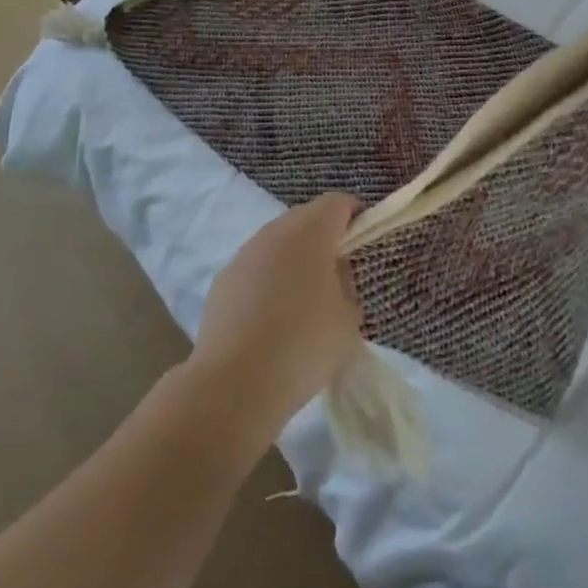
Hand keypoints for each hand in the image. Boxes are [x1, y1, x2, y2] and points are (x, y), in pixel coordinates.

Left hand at [190, 193, 363, 434]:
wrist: (233, 384)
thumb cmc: (303, 344)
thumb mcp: (348, 319)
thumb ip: (347, 287)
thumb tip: (335, 277)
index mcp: (310, 231)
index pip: (337, 203)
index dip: (355, 215)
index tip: (365, 240)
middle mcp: (275, 232)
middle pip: (305, 218)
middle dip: (324, 236)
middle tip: (338, 271)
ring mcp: (244, 254)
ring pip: (277, 242)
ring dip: (294, 258)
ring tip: (304, 297)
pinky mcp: (222, 281)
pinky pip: (255, 268)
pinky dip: (268, 280)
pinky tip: (272, 317)